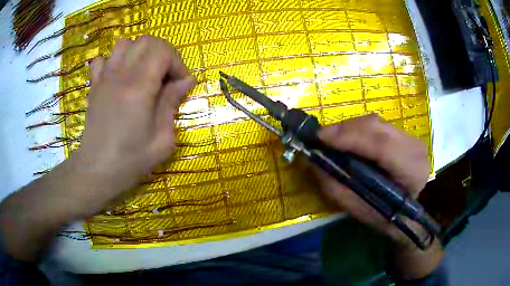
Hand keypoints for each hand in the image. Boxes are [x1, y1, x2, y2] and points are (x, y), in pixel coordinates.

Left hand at [73, 36, 195, 213]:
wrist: (97, 170)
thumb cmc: (130, 160)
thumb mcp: (162, 140)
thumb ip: (172, 104)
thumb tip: (186, 81)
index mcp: (139, 88)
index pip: (163, 51)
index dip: (178, 63)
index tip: (181, 84)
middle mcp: (120, 76)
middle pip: (146, 41)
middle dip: (163, 53)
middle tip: (166, 76)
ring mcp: (104, 78)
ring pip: (125, 44)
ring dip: (140, 53)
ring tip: (144, 72)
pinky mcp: (94, 85)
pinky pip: (103, 59)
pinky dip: (114, 61)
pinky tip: (119, 77)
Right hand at [316, 114, 442, 278]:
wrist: (411, 213)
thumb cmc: (387, 217)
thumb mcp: (360, 211)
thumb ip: (338, 188)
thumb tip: (314, 164)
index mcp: (411, 171)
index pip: (381, 146)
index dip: (349, 138)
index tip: (320, 138)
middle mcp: (414, 148)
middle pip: (376, 126)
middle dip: (344, 129)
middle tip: (320, 138)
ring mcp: (410, 138)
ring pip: (375, 122)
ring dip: (349, 128)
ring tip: (330, 138)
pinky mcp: (403, 134)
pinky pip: (377, 125)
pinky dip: (358, 129)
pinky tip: (347, 138)